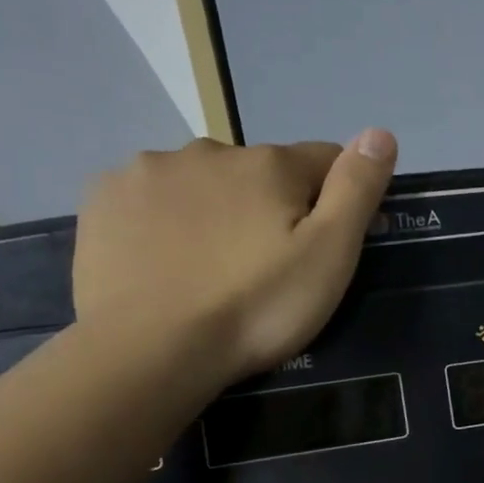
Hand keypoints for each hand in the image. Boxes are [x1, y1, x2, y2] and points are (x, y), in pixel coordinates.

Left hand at [73, 131, 396, 384]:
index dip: (335, 198)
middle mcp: (208, 150)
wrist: (150, 350)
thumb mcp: (329, 255)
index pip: (324, 159)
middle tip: (267, 267)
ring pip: (203, 182)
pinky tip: (166, 260)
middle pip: (260, 172)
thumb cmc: (256, 307)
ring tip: (213, 268)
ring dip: (216, 209)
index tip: (329, 244)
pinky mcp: (103, 198)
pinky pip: (152, 198)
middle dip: (270, 206)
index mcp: (268, 164)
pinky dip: (165, 219)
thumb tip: (381, 132)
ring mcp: (148, 171)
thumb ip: (356, 189)